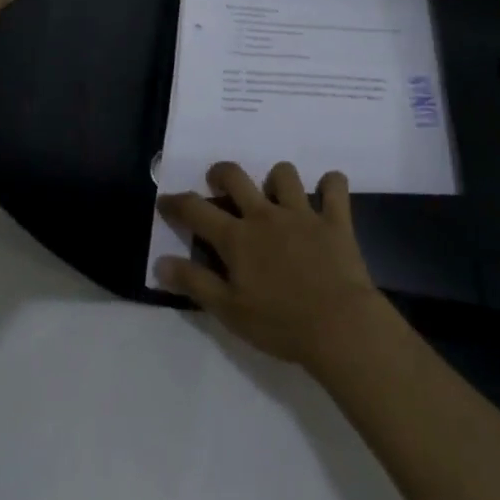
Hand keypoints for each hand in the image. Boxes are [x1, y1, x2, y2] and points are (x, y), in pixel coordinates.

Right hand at [156, 161, 387, 368]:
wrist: (339, 326)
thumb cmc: (280, 325)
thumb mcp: (229, 311)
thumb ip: (195, 283)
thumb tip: (161, 262)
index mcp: (238, 238)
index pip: (196, 210)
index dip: (176, 203)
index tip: (165, 201)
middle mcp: (266, 215)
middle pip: (236, 176)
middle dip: (221, 173)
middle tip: (219, 184)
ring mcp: (302, 213)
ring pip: (284, 174)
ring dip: (277, 180)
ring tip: (276, 197)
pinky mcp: (334, 219)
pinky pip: (335, 186)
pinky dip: (331, 185)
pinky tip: (327, 196)